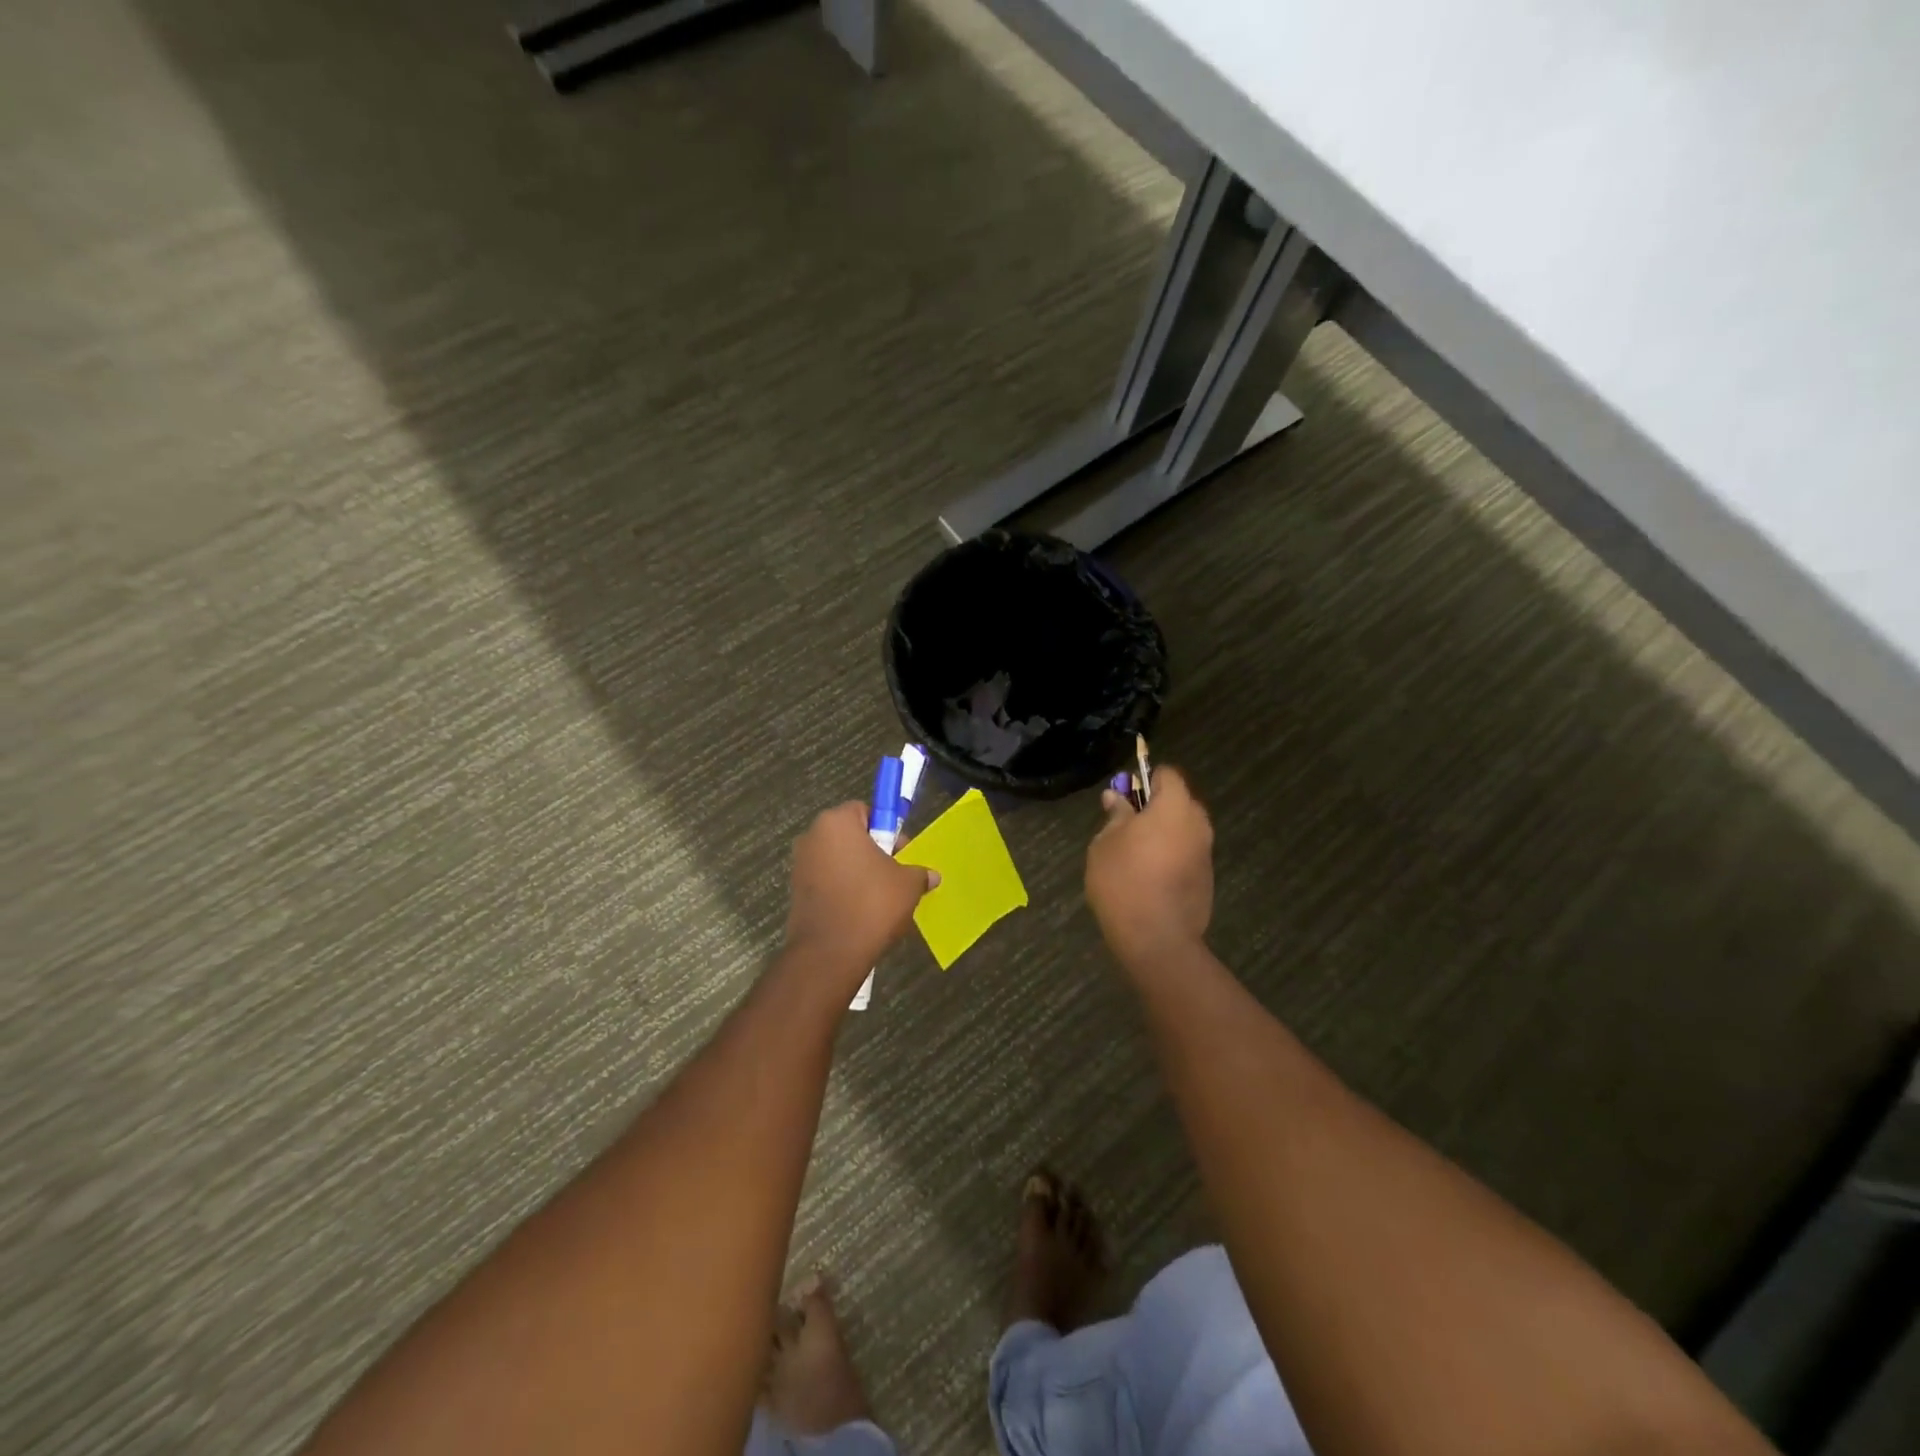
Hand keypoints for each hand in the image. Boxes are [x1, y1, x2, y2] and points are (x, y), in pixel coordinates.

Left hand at [782, 803, 934, 985]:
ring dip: (857, 871)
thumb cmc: (871, 904)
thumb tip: (931, 876)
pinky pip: (826, 881)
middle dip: (872, 850)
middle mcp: (812, 836)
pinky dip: (842, 889)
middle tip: (894, 874)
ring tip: (879, 897)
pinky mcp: (795, 891)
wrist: (830, 953)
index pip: (865, 810)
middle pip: (849, 834)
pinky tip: (860, 911)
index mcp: (837, 822)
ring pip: (838, 859)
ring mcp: (800, 864)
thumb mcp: (908, 884)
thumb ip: (918, 873)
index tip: (900, 851)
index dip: (886, 828)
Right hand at [1085, 766, 1213, 968]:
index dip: (1146, 779)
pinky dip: (1171, 856)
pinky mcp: (1207, 878)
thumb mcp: (1105, 843)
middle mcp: (1198, 823)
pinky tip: (1150, 878)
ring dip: (1164, 833)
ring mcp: (1206, 852)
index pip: (1167, 774)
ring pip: (1184, 829)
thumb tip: (1115, 797)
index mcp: (1174, 806)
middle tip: (1126, 826)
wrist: (1156, 938)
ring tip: (1135, 855)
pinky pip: (1187, 854)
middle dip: (1156, 807)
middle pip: (1179, 801)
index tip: (1126, 796)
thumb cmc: (1124, 880)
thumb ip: (1115, 816)